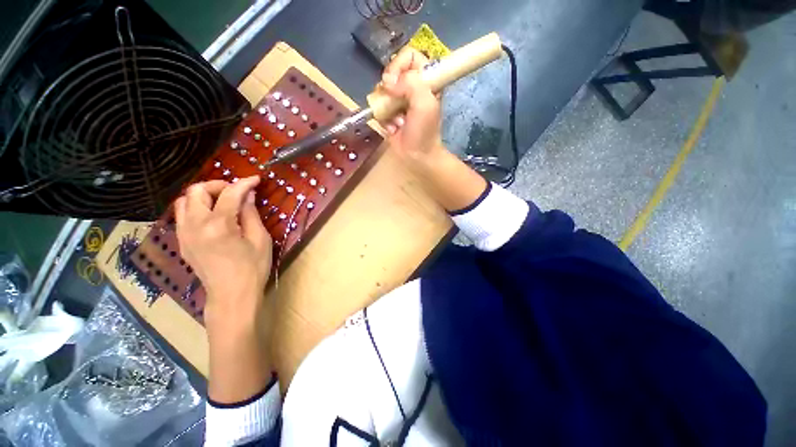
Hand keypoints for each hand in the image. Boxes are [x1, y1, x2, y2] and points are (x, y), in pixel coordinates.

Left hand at [174, 176, 271, 331]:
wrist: (231, 296)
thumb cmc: (252, 268)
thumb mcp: (260, 240)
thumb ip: (251, 214)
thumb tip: (248, 195)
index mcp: (218, 226)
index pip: (230, 194)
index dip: (244, 183)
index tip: (255, 179)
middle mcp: (195, 226)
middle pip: (196, 191)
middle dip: (218, 185)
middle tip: (236, 191)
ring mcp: (184, 234)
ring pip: (184, 201)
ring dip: (204, 195)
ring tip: (223, 201)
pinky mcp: (182, 242)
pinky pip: (183, 215)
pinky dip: (197, 208)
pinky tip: (214, 216)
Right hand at [379, 47, 487, 211]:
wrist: (418, 156)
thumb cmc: (425, 131)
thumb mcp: (425, 103)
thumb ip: (410, 84)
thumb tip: (388, 82)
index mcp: (425, 79)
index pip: (409, 55)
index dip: (399, 64)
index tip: (396, 82)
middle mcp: (411, 87)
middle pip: (392, 71)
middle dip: (389, 87)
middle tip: (393, 100)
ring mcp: (399, 101)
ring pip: (382, 90)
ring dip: (387, 107)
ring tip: (397, 120)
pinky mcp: (389, 114)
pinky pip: (379, 108)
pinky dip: (384, 119)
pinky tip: (393, 128)